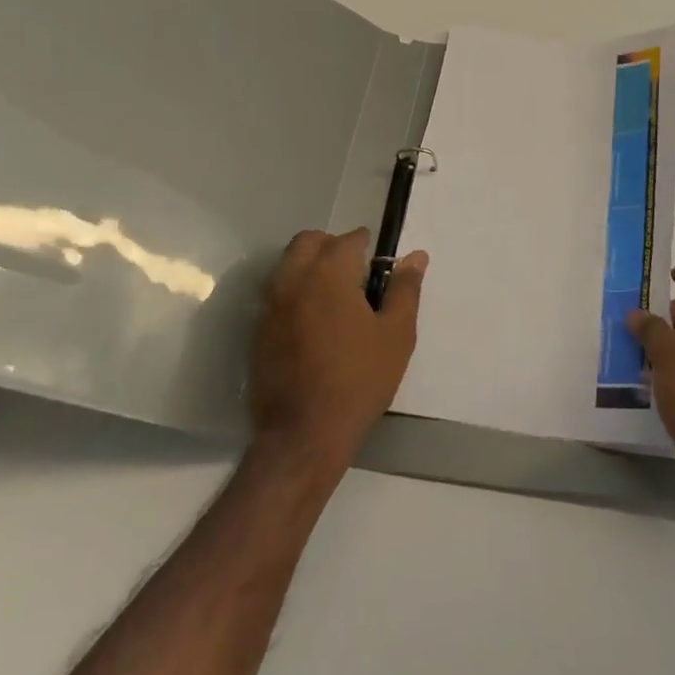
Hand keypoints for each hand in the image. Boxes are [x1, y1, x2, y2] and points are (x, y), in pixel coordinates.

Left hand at [249, 228, 425, 470]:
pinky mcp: (258, 331)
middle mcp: (294, 279)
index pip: (348, 239)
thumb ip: (405, 289)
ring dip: (309, 266)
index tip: (379, 265)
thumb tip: (416, 256)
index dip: (367, 246)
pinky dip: (295, 292)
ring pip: (288, 265)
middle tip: (355, 273)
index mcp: (329, 273)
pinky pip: (276, 294)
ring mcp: (270, 306)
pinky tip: (314, 322)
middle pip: (308, 241)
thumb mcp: (396, 334)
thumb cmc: (359, 380)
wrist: (303, 435)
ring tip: (335, 297)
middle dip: (331, 246)